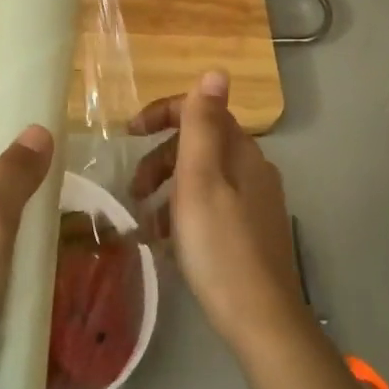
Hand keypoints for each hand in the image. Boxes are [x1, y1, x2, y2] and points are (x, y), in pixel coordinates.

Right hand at [130, 71, 306, 351]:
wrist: (259, 317)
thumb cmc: (219, 245)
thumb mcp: (200, 180)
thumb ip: (202, 125)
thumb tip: (215, 71)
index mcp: (242, 153)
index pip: (202, 111)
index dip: (163, 114)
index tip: (129, 134)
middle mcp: (254, 170)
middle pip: (200, 145)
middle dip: (160, 159)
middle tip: (133, 190)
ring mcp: (255, 203)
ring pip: (203, 178)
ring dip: (168, 189)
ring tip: (144, 221)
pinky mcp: (251, 232)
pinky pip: (210, 206)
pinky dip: (184, 212)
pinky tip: (167, 241)